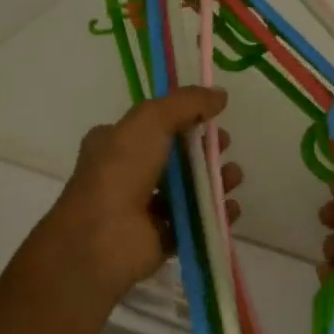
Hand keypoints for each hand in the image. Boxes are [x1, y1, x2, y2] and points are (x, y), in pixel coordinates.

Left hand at [39, 87, 237, 308]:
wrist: (101, 239)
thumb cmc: (120, 171)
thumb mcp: (150, 120)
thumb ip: (186, 103)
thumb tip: (220, 94)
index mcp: (115, 143)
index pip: (154, 126)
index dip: (185, 119)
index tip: (213, 118)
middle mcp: (127, 174)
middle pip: (176, 158)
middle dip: (205, 151)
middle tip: (225, 147)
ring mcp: (143, 209)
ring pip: (187, 191)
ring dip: (215, 181)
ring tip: (233, 178)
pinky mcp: (160, 239)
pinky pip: (194, 223)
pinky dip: (215, 215)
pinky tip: (231, 208)